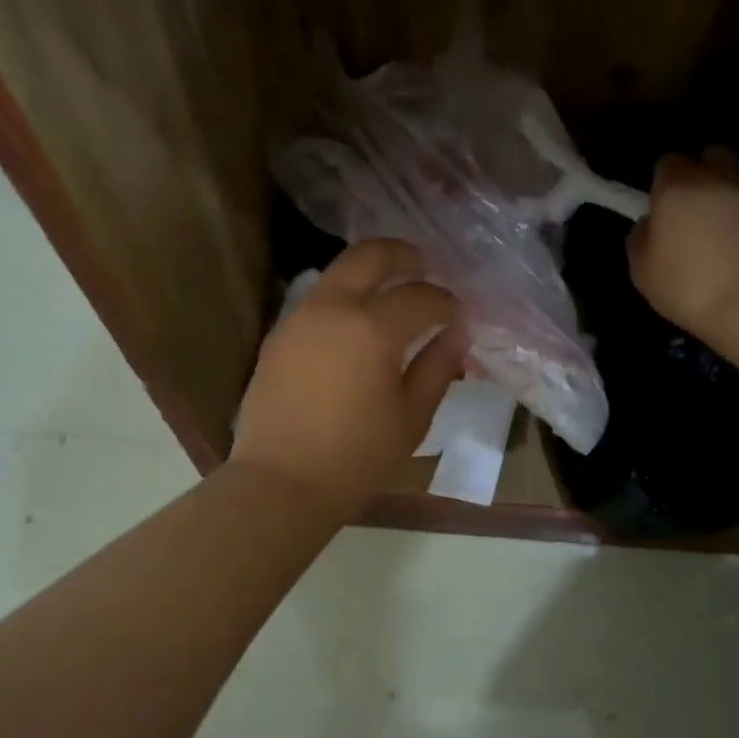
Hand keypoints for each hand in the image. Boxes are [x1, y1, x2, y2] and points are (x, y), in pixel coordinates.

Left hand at [231, 239, 466, 520]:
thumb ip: (438, 367)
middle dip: (404, 255)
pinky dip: (345, 296)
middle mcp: (333, 308)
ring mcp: (300, 317)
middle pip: (371, 255)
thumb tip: (457, 334)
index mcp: (373, 329)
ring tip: (393, 293)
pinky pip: (319, 299)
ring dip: (371, 272)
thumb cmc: (357, 457)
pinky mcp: (279, 334)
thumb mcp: (412, 416)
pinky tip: (357, 324)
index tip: (459, 315)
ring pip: (340, 272)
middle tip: (425, 267)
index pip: (421, 296)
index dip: (447, 302)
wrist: (281, 482)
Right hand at [627, 148, 738, 340]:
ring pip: (735, 176)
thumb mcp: (641, 270)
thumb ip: (640, 237)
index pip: (668, 161)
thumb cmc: (686, 286)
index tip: (660, 205)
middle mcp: (715, 178)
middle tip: (692, 206)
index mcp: (676, 187)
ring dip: (725, 191)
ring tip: (719, 226)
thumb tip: (651, 223)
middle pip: (710, 155)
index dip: (663, 180)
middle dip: (700, 172)